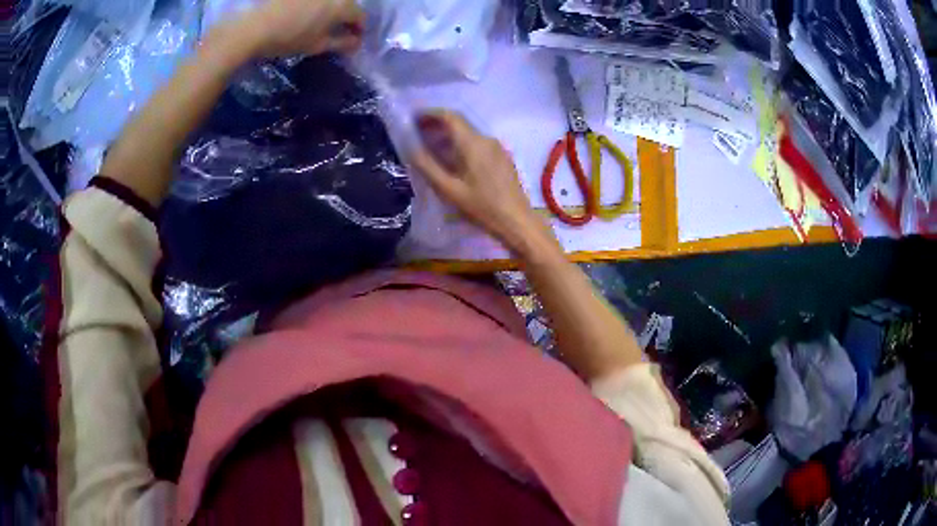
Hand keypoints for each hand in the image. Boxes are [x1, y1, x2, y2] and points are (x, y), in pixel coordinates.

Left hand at [233, 0, 364, 56]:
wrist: (254, 28)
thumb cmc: (288, 38)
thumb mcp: (317, 45)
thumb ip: (342, 43)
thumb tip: (356, 43)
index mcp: (342, 5)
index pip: (360, 16)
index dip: (359, 30)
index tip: (353, 40)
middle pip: (347, 3)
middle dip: (346, 16)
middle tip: (338, 30)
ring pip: (331, 0)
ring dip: (331, 9)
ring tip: (321, 21)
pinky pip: (314, 1)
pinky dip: (315, 6)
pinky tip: (306, 13)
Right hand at [410, 111, 560, 257]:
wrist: (517, 222)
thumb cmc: (481, 207)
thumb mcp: (448, 189)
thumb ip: (427, 166)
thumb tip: (411, 148)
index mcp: (472, 143)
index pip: (450, 116)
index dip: (430, 114)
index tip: (414, 119)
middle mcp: (486, 139)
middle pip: (459, 123)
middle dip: (438, 124)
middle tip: (418, 133)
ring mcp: (497, 148)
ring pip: (469, 134)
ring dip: (449, 136)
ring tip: (431, 147)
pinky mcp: (502, 158)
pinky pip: (478, 144)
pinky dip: (461, 145)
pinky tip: (453, 160)